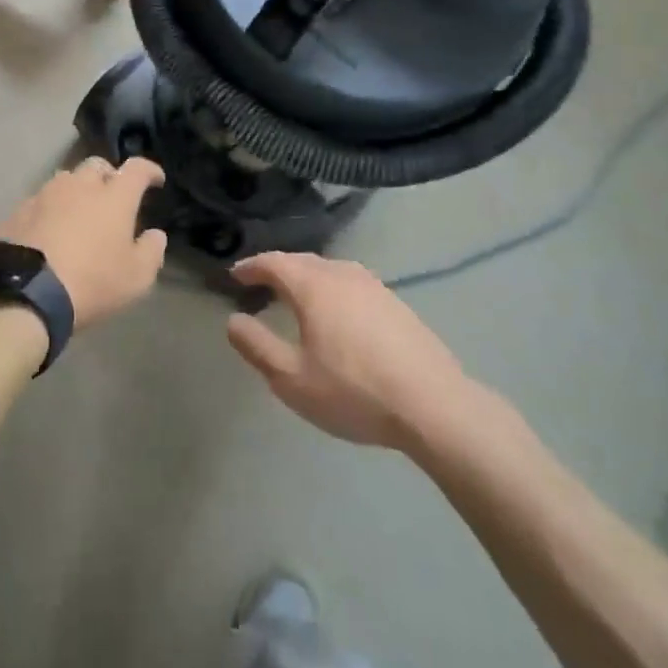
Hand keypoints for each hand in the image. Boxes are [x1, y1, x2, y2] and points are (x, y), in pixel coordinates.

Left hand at [0, 157, 166, 329]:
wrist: (25, 292)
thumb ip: (151, 251)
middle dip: (109, 175)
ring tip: (79, 212)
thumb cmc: (91, 282)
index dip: (149, 170)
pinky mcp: (19, 210)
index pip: (137, 169)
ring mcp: (45, 194)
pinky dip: (51, 209)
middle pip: (97, 166)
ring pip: (66, 180)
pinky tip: (49, 229)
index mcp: (114, 196)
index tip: (156, 179)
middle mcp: (80, 185)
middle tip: (113, 196)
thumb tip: (155, 234)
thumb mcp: (136, 278)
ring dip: (77, 190)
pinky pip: (41, 201)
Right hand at [226, 252, 477, 451]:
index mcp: (313, 286)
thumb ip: (257, 347)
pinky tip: (337, 313)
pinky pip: (352, 285)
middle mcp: (342, 274)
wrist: (435, 406)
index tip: (235, 275)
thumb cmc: (354, 391)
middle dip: (278, 269)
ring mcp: (375, 286)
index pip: (274, 262)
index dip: (251, 266)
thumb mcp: (292, 379)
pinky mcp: (397, 304)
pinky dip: (332, 290)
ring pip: (330, 271)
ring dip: (307, 278)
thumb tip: (233, 321)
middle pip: (302, 261)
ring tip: (296, 297)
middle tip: (260, 284)